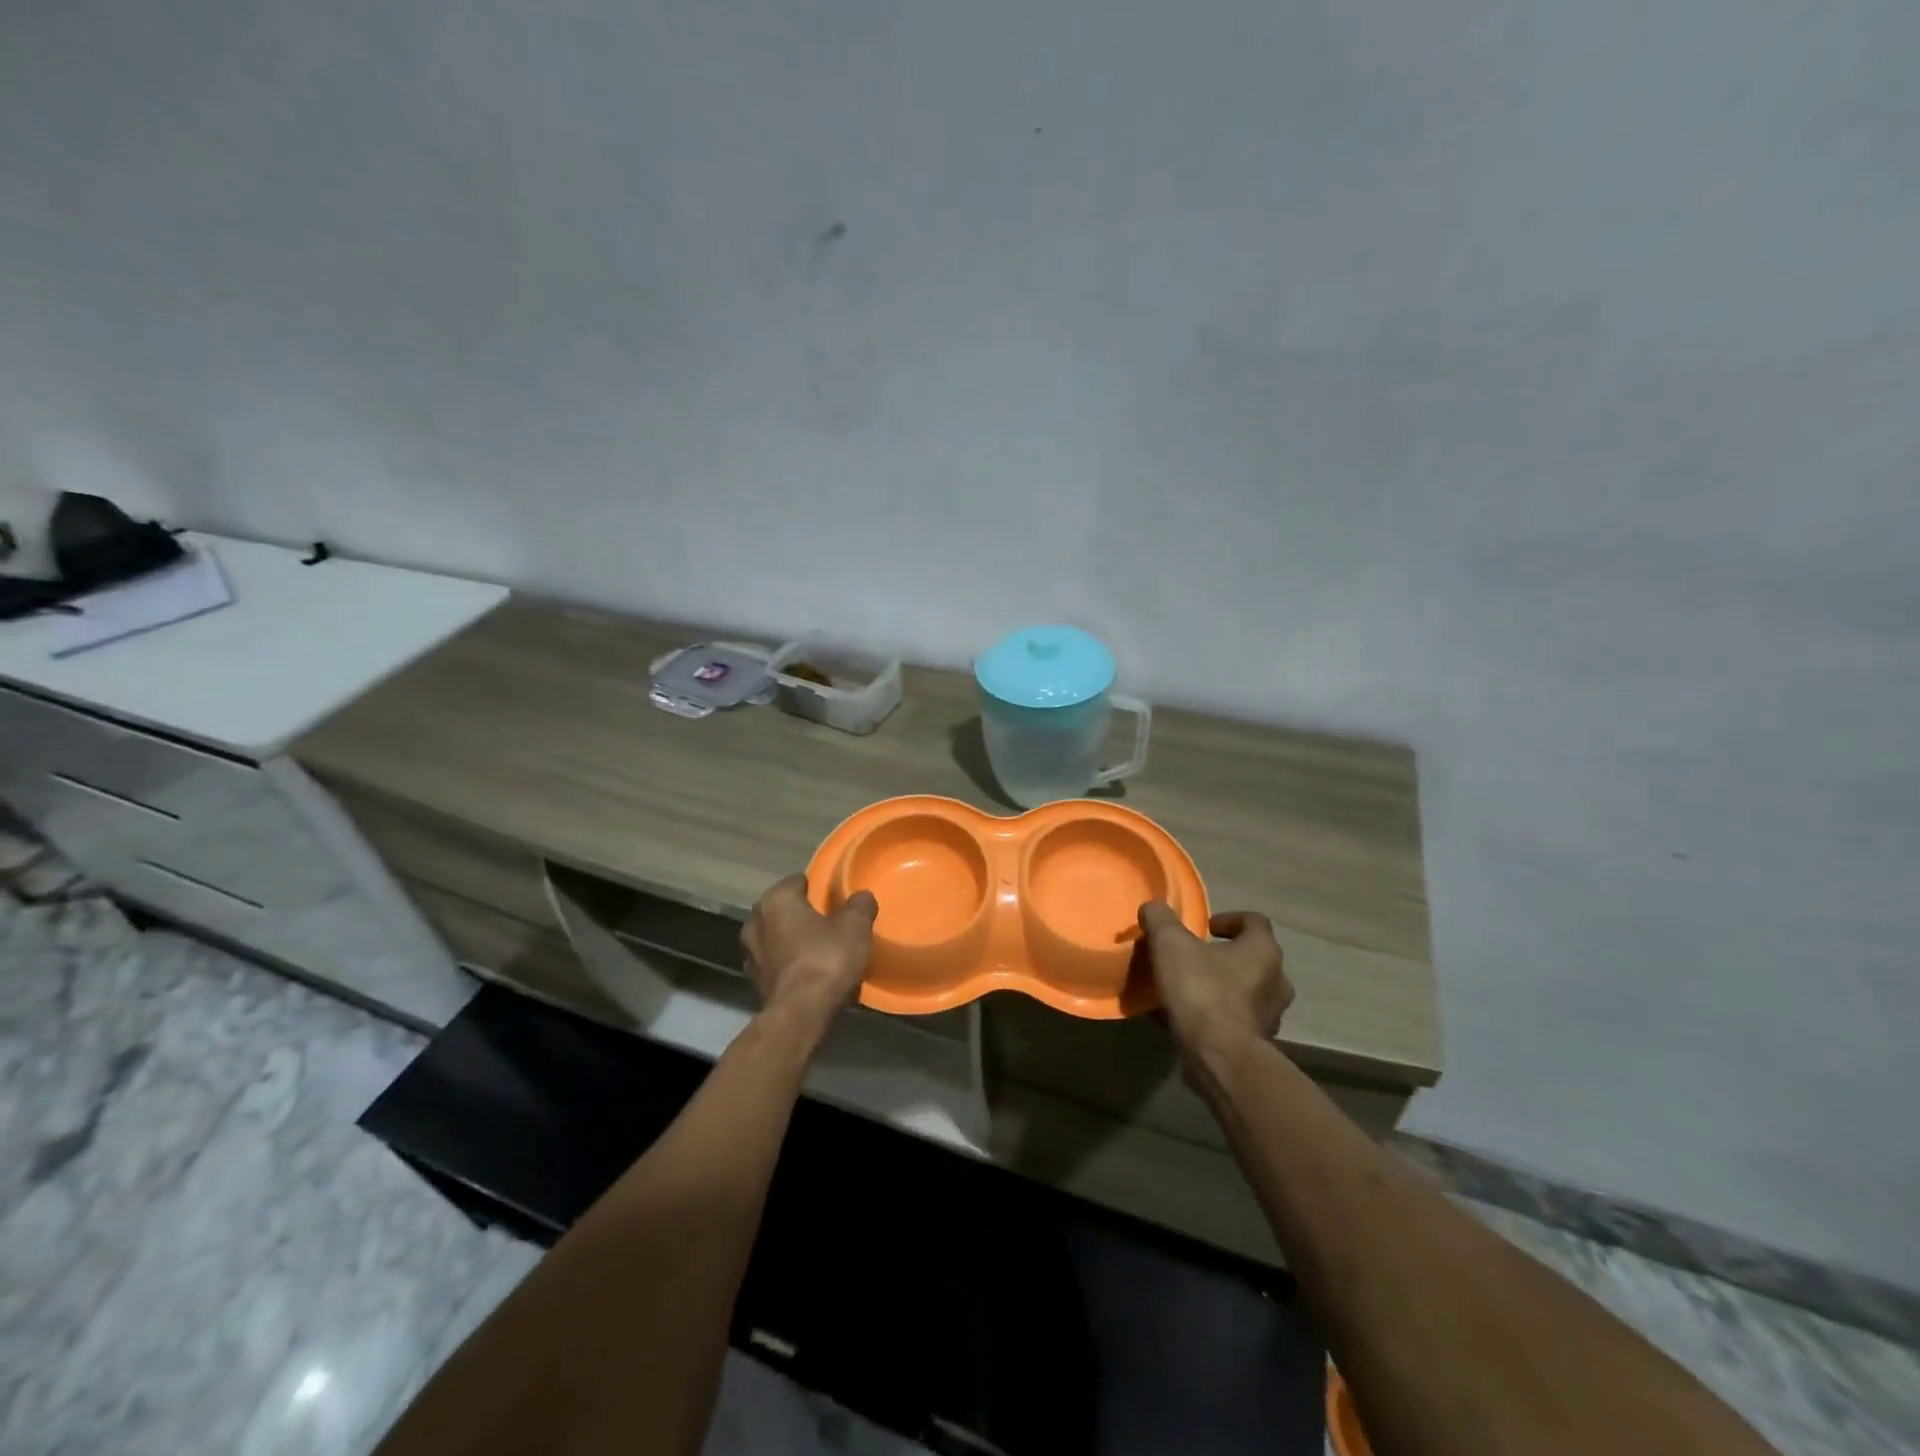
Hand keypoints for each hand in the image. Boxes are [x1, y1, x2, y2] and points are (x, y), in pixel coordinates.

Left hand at [742, 874, 877, 1034]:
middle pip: (785, 910)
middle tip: (832, 923)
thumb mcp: (855, 926)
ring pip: (778, 938)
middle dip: (804, 914)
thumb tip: (861, 897)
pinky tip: (812, 974)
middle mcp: (755, 922)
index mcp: (776, 900)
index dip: (818, 887)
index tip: (835, 898)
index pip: (797, 881)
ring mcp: (750, 954)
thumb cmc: (826, 959)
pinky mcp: (754, 983)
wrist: (800, 1015)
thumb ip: (859, 905)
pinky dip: (791, 966)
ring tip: (822, 950)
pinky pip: (777, 964)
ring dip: (795, 942)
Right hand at [1137, 903, 1292, 1061]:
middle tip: (1195, 959)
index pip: (1254, 922)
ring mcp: (1270, 1017)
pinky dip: (1215, 1018)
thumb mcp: (1170, 944)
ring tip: (1187, 992)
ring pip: (1246, 993)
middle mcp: (1276, 981)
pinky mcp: (1257, 1045)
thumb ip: (1160, 920)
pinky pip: (1235, 1022)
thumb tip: (1153, 908)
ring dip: (1222, 989)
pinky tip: (1186, 1021)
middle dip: (1225, 957)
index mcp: (1263, 951)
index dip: (1229, 920)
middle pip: (1253, 959)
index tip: (1204, 928)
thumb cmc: (1201, 990)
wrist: (1219, 1057)